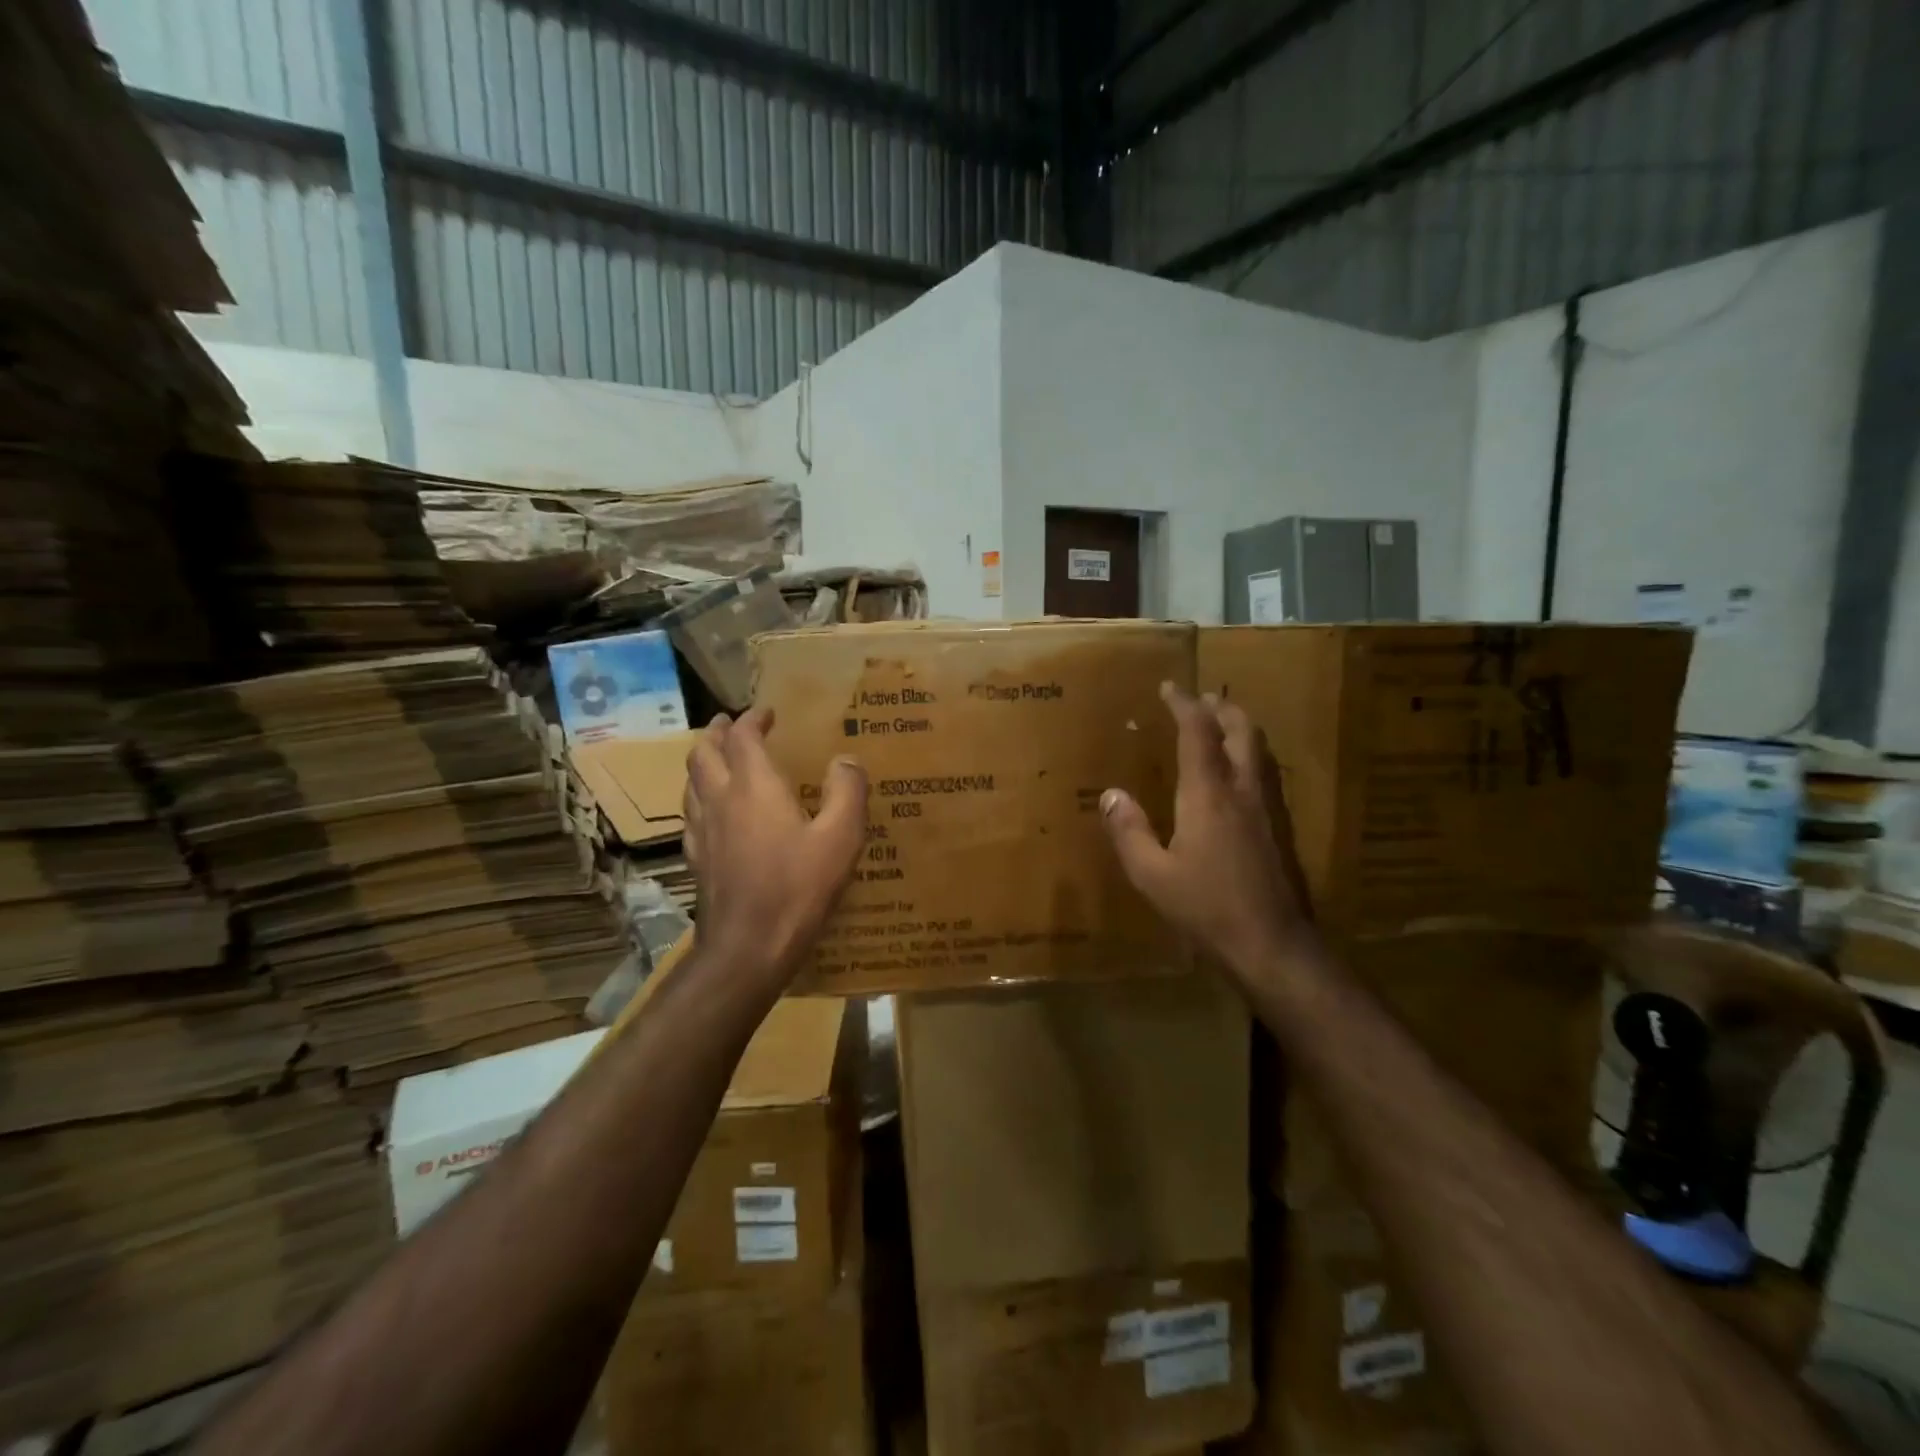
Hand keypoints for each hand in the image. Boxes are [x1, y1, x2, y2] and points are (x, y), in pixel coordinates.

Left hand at [683, 708, 867, 989]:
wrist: (748, 947)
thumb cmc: (798, 888)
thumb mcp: (841, 838)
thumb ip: (847, 792)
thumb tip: (846, 759)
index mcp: (754, 786)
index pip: (743, 737)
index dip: (752, 719)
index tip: (767, 713)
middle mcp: (720, 799)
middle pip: (704, 752)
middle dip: (717, 733)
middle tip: (730, 724)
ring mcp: (701, 830)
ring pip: (690, 781)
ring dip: (703, 761)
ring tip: (718, 759)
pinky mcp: (695, 858)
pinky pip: (690, 813)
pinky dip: (700, 796)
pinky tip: (712, 811)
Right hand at [1101, 682, 1314, 975]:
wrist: (1274, 945)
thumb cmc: (1207, 908)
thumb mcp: (1152, 875)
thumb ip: (1129, 831)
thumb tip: (1111, 794)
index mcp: (1208, 794)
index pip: (1198, 732)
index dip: (1184, 704)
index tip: (1169, 687)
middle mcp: (1243, 790)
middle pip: (1241, 730)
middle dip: (1221, 708)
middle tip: (1201, 700)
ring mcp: (1269, 809)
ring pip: (1260, 750)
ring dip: (1240, 728)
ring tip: (1220, 727)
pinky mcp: (1282, 829)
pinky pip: (1267, 774)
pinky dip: (1250, 756)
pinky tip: (1239, 776)